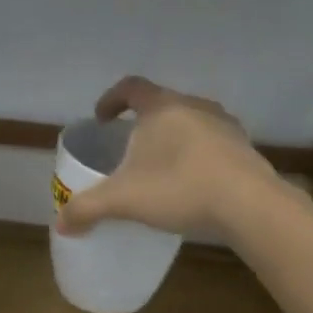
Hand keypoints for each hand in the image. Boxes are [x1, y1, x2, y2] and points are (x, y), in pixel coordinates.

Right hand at [55, 76, 284, 240]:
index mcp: (162, 107)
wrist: (251, 205)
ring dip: (173, 138)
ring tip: (162, 166)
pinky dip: (197, 155)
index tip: (102, 118)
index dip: (111, 99)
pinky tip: (193, 183)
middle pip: (162, 104)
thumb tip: (60, 224)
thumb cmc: (180, 188)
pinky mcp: (245, 148)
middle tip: (130, 147)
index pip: (131, 87)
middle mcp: (194, 106)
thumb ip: (88, 208)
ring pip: (190, 122)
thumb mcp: (124, 199)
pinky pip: (213, 143)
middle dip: (143, 123)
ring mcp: (224, 125)